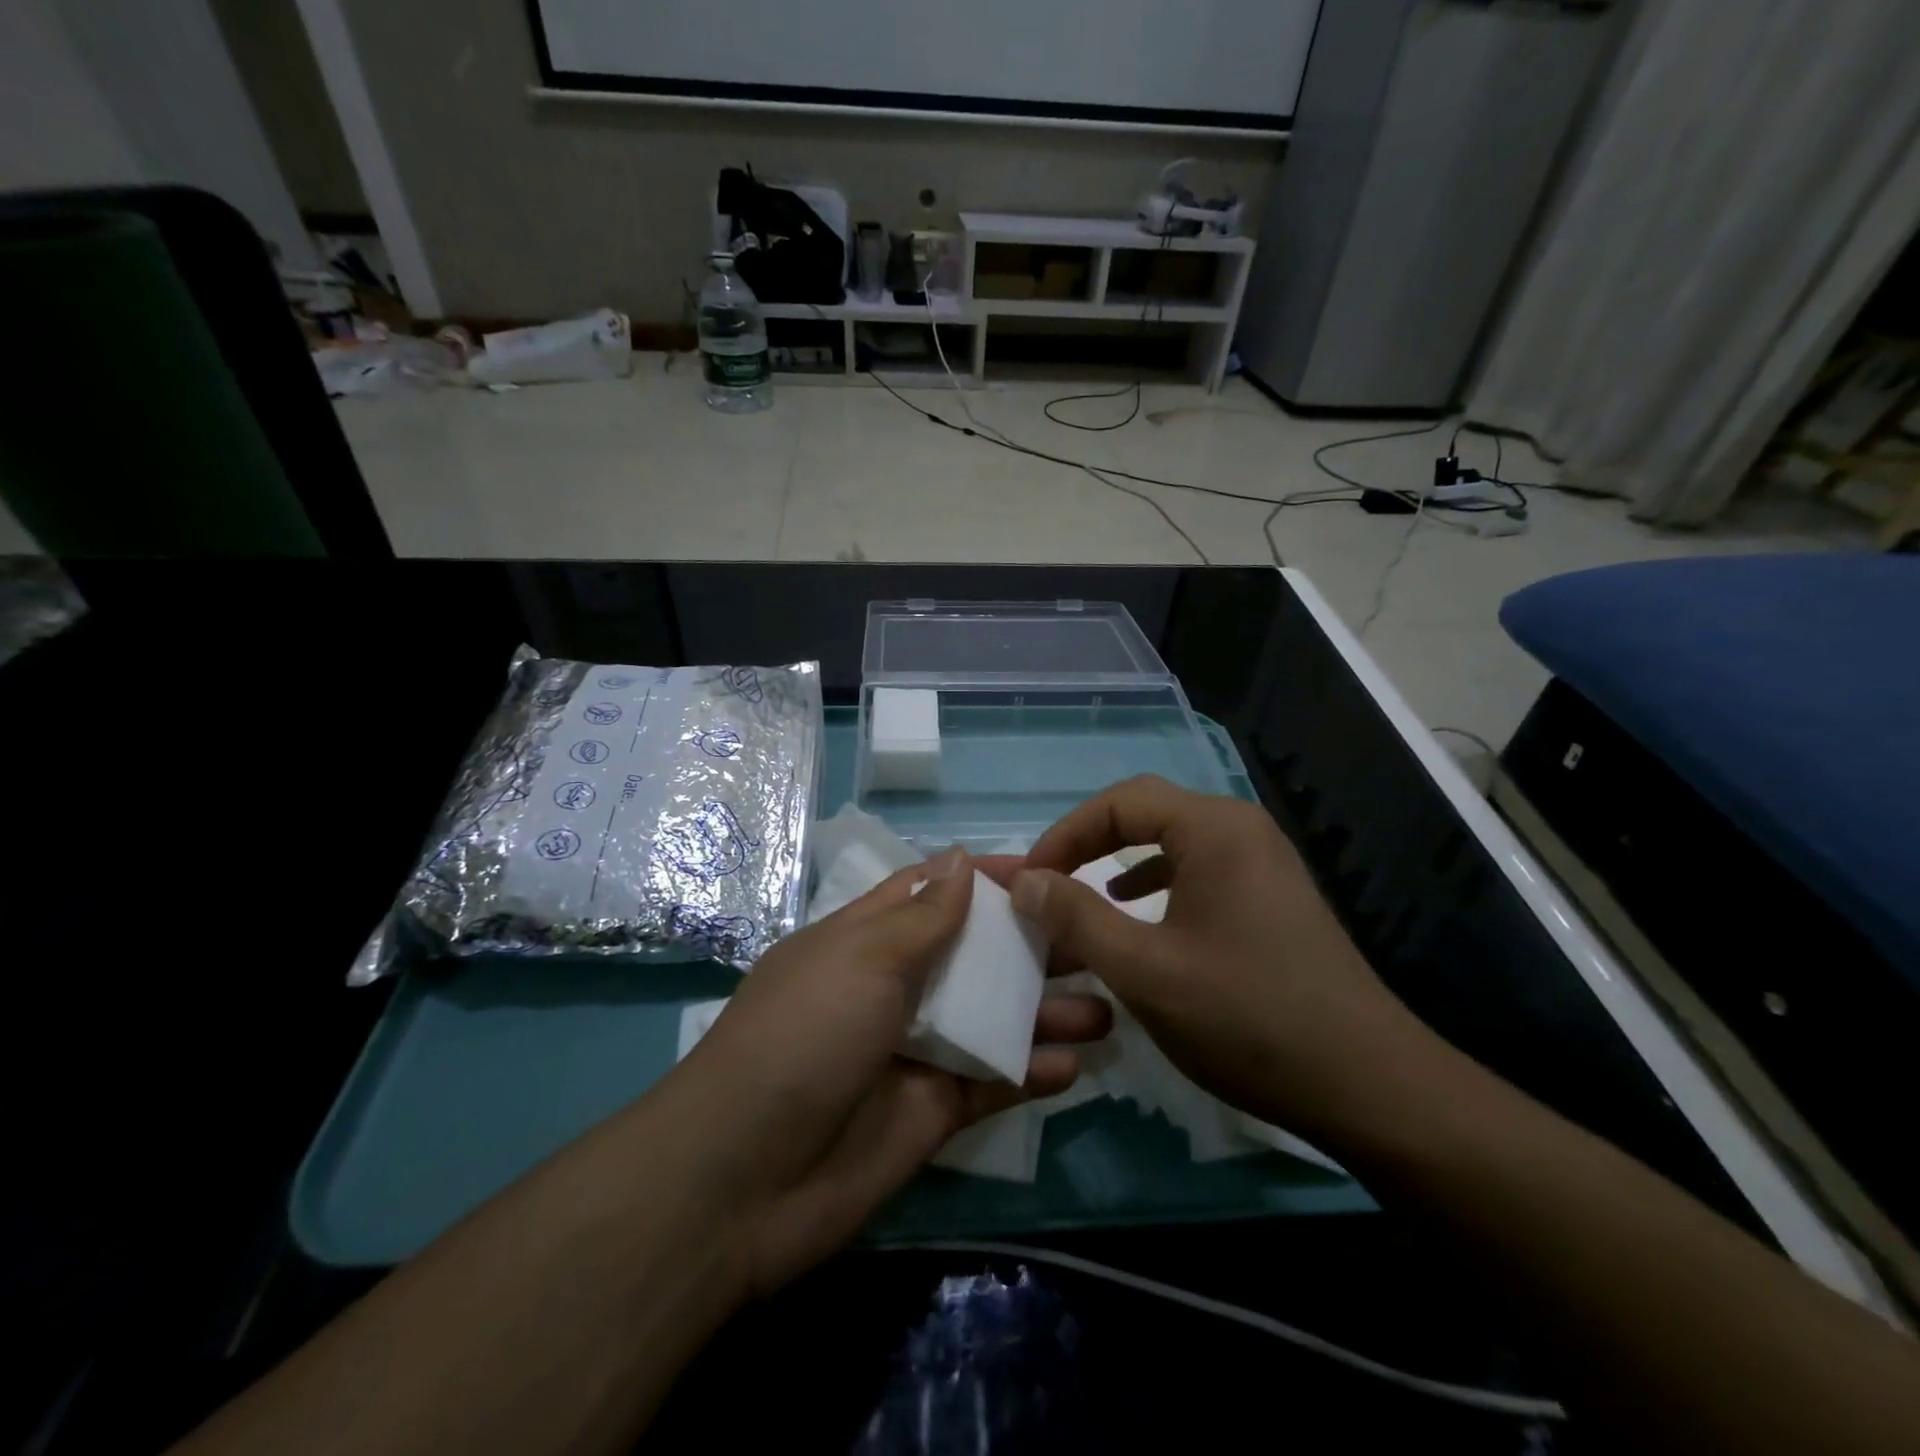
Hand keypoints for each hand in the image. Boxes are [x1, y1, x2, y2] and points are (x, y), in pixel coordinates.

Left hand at [668, 847, 1110, 1298]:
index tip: (1046, 869)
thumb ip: (922, 917)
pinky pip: (991, 1084)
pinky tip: (1075, 1065)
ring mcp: (915, 1052)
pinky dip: (1030, 1073)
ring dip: (1045, 1012)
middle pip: (973, 956)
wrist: (745, 1179)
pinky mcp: (933, 1112)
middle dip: (1030, 945)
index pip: (931, 894)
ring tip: (1108, 1005)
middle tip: (1098, 935)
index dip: (983, 879)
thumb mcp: (861, 959)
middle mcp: (894, 990)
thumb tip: (960, 858)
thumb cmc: (805, 1037)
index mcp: (866, 942)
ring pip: (993, 1020)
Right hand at [1009, 776, 1414, 1136]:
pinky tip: (1137, 914)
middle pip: (1145, 813)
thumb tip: (1023, 879)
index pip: (1119, 801)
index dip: (1064, 834)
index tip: (1029, 880)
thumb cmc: (1246, 1017)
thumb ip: (1075, 917)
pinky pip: (1196, 870)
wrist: (1367, 1085)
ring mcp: (1262, 862)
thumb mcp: (1144, 970)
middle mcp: (1241, 830)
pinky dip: (1154, 884)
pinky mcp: (1270, 897)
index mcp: (1214, 829)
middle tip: (1048, 883)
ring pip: (1170, 842)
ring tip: (1081, 896)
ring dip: (1118, 862)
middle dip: (1088, 844)